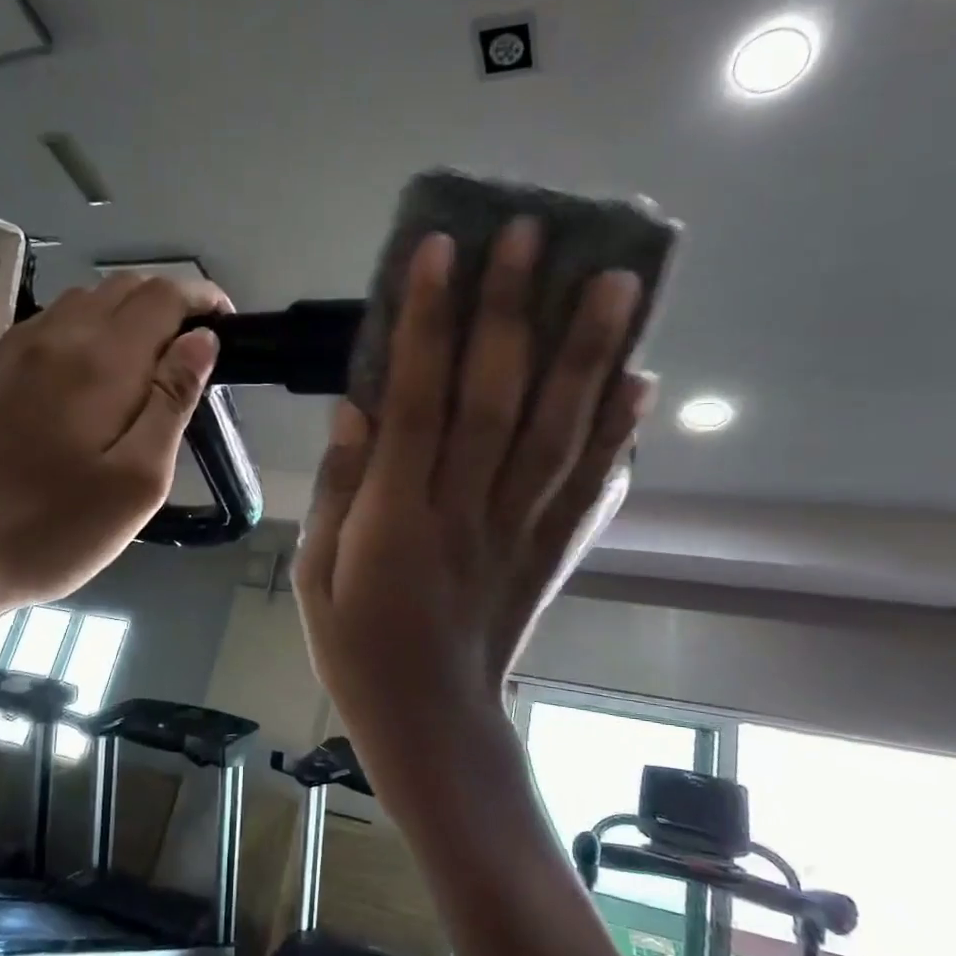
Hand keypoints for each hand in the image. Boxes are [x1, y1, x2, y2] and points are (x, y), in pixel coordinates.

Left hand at [0, 273, 226, 620]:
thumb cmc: (48, 527)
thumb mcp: (137, 481)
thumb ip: (172, 402)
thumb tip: (201, 341)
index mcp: (102, 359)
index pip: (164, 296)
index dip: (203, 299)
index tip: (229, 326)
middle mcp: (56, 336)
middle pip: (124, 288)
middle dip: (170, 304)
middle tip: (195, 353)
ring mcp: (13, 350)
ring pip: (85, 302)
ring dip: (129, 316)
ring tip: (150, 365)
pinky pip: (51, 326)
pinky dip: (89, 330)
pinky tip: (91, 377)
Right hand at [294, 221, 650, 771]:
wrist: (431, 723)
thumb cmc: (359, 649)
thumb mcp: (315, 576)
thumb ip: (336, 489)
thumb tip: (356, 407)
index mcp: (397, 522)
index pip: (417, 403)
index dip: (428, 322)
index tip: (442, 249)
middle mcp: (466, 516)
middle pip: (498, 403)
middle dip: (515, 313)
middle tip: (535, 233)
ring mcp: (519, 535)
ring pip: (558, 436)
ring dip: (587, 356)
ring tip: (616, 282)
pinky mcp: (551, 555)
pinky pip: (590, 490)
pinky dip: (619, 435)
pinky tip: (639, 381)